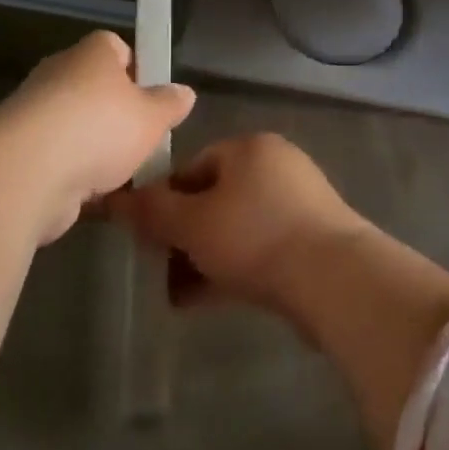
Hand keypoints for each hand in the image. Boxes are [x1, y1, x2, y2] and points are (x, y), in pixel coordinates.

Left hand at [0, 31, 194, 242]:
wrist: (28, 174)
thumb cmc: (100, 128)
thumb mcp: (153, 116)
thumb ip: (170, 104)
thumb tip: (184, 92)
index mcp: (91, 54)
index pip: (114, 47)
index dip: (136, 68)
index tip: (152, 97)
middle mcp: (59, 75)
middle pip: (95, 90)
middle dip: (118, 116)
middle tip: (143, 139)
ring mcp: (35, 115)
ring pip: (77, 128)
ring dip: (98, 151)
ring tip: (127, 176)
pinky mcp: (21, 154)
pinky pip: (60, 161)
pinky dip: (78, 178)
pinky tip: (101, 198)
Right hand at [105, 133, 371, 315]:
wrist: (334, 279)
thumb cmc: (254, 236)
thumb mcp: (192, 223)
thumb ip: (151, 210)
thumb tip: (115, 199)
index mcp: (250, 148)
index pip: (192, 166)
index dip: (162, 201)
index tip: (144, 237)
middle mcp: (277, 166)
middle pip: (213, 199)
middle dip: (181, 237)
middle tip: (158, 270)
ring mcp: (298, 203)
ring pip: (234, 228)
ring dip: (202, 258)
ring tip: (176, 296)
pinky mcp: (311, 239)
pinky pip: (259, 248)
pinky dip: (231, 269)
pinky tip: (205, 301)